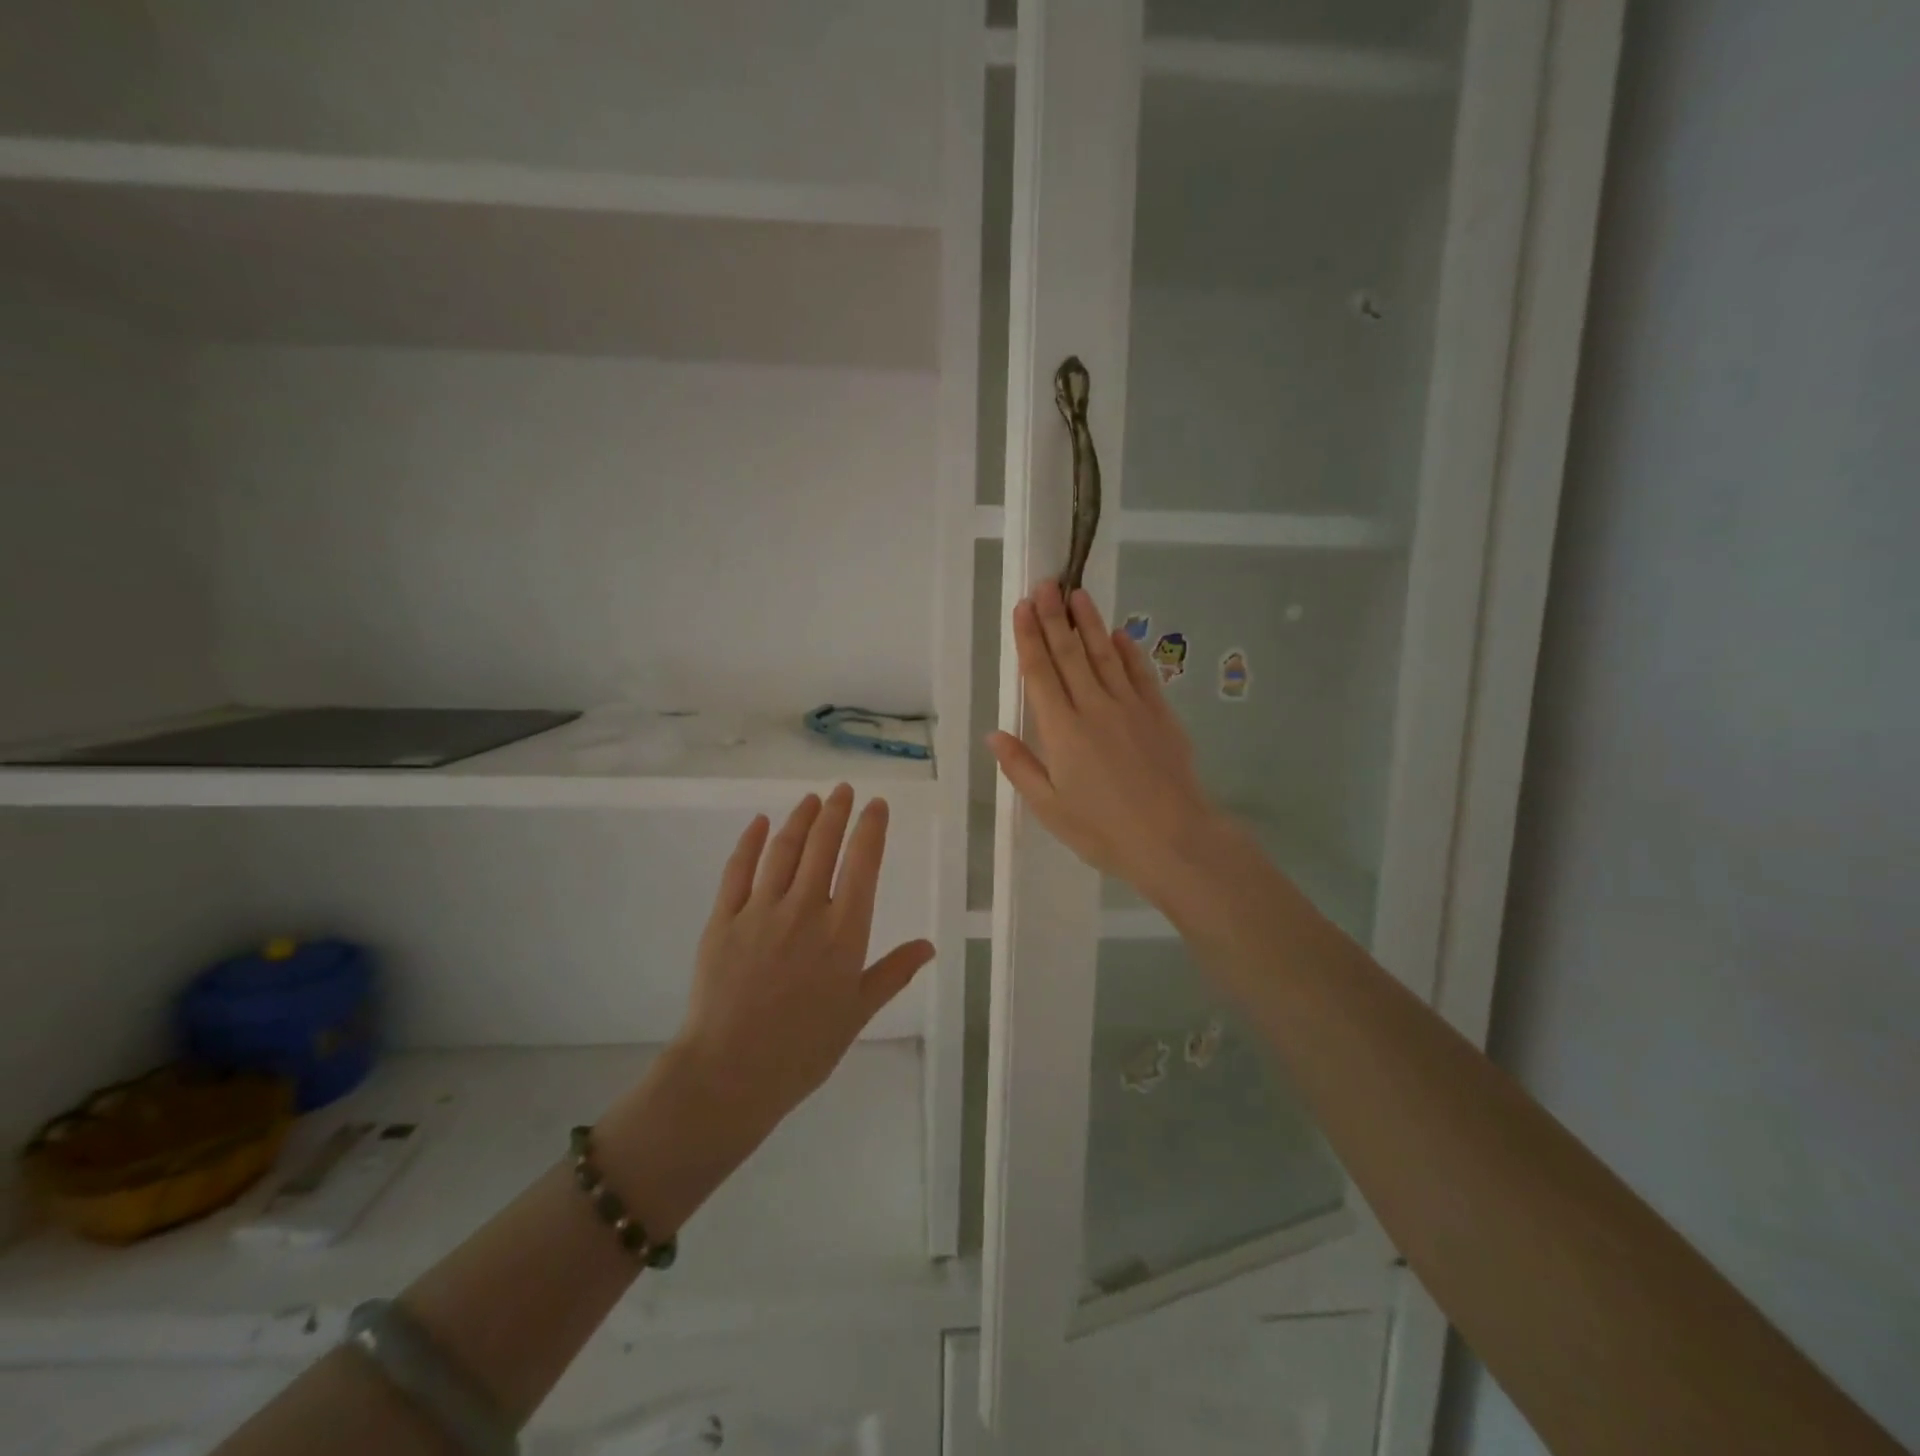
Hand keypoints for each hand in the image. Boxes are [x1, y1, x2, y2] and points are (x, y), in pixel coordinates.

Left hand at [674, 785, 934, 1132]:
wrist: (731, 1073)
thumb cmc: (804, 1048)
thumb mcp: (858, 1013)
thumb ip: (893, 973)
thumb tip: (929, 946)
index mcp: (844, 931)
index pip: (863, 863)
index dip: (871, 829)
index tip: (877, 805)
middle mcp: (806, 909)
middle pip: (823, 845)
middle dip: (836, 812)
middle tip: (843, 790)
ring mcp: (761, 911)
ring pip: (784, 850)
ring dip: (800, 818)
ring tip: (811, 799)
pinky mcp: (724, 919)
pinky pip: (738, 870)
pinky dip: (751, 842)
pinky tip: (759, 823)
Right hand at [988, 581, 1230, 908]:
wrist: (1173, 839)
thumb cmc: (1102, 830)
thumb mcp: (1049, 808)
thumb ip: (1021, 767)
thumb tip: (994, 734)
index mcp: (1061, 731)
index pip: (1040, 673)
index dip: (1029, 637)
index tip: (1023, 606)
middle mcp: (1093, 708)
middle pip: (1070, 654)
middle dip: (1055, 617)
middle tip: (1046, 583)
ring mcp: (1130, 707)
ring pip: (1105, 655)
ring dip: (1090, 623)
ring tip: (1078, 594)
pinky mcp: (1159, 714)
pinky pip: (1140, 674)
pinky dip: (1128, 652)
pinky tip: (1120, 635)